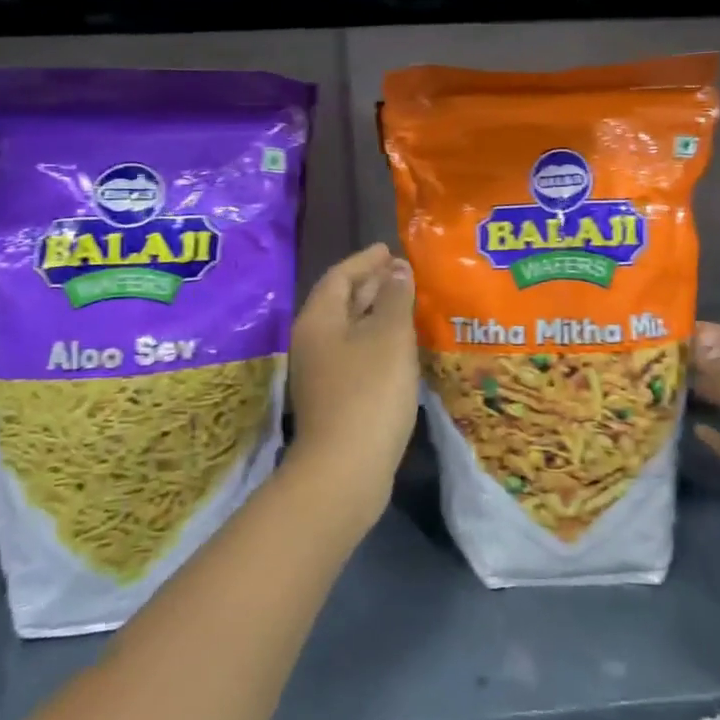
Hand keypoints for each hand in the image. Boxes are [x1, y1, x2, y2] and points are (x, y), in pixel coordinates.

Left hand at [285, 243, 418, 526]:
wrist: (345, 470)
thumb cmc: (369, 392)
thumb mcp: (389, 336)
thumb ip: (395, 298)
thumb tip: (396, 269)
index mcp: (319, 319)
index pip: (340, 276)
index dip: (365, 260)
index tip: (388, 249)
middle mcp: (313, 341)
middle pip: (341, 301)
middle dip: (371, 284)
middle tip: (403, 273)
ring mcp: (321, 373)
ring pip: (349, 330)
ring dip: (376, 314)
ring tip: (407, 305)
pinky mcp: (334, 398)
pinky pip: (355, 354)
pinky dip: (376, 341)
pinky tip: (400, 348)